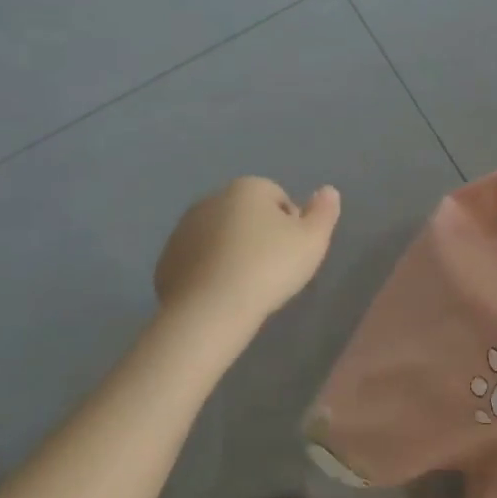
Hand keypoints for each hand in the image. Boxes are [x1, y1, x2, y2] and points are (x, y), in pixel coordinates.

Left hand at [155, 177, 340, 327]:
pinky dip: (210, 271)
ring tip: (247, 285)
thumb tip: (328, 190)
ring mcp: (184, 228)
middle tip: (272, 270)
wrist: (211, 308)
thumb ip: (324, 212)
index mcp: (248, 188)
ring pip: (220, 236)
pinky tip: (222, 294)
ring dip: (233, 252)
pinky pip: (199, 260)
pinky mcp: (168, 258)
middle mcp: (212, 199)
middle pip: (247, 215)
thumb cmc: (269, 268)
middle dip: (259, 236)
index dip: (291, 226)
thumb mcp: (312, 241)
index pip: (279, 198)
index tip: (293, 254)